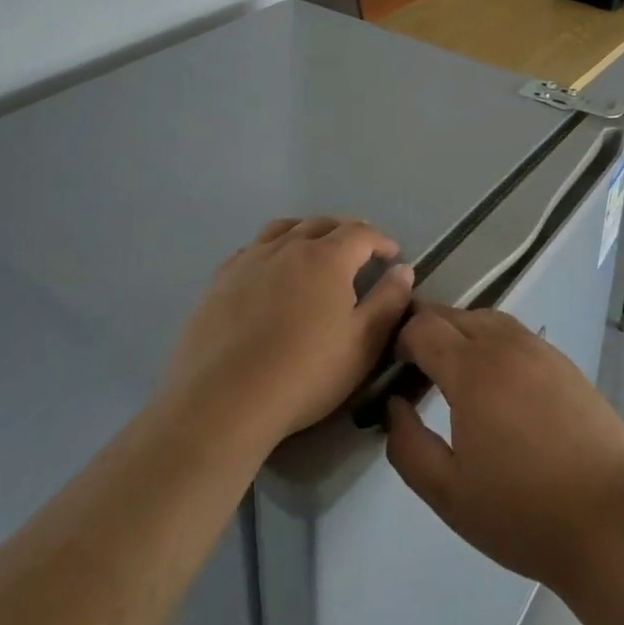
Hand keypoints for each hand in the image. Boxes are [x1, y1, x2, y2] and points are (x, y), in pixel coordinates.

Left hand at [163, 217, 413, 448]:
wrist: (223, 401)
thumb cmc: (304, 374)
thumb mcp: (362, 345)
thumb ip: (388, 302)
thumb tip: (403, 269)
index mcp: (327, 257)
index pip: (361, 233)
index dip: (380, 241)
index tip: (391, 256)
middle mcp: (289, 246)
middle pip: (322, 224)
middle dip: (346, 233)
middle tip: (357, 253)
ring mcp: (250, 259)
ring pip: (284, 229)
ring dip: (306, 234)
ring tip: (313, 253)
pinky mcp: (220, 279)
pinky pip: (253, 249)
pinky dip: (272, 250)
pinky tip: (270, 273)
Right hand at [384, 305, 623, 590]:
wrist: (609, 520)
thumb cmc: (522, 511)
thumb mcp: (448, 493)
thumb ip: (408, 446)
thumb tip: (394, 406)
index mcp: (472, 369)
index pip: (424, 327)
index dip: (401, 339)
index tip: (394, 368)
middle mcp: (505, 344)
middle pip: (454, 315)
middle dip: (429, 331)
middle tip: (418, 369)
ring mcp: (539, 349)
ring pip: (488, 319)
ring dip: (463, 333)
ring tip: (456, 372)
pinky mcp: (564, 362)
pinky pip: (517, 335)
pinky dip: (495, 343)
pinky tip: (499, 383)